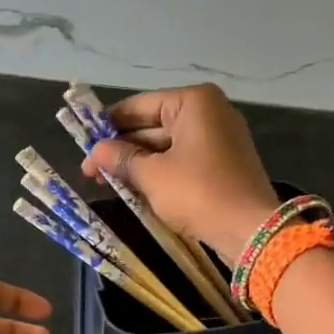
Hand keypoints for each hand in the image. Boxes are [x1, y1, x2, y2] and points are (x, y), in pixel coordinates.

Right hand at [81, 84, 278, 262]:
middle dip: (121, 148)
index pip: (139, 106)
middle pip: (153, 125)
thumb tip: (94, 152)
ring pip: (166, 145)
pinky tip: (134, 188)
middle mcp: (209, 112)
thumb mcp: (152, 176)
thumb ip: (121, 159)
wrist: (250, 230)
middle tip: (90, 170)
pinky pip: (182, 160)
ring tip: (105, 182)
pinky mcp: (223, 164)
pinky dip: (159, 172)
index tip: (83, 142)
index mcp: (193, 102)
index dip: (108, 125)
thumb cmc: (198, 193)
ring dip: (137, 163)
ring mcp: (219, 138)